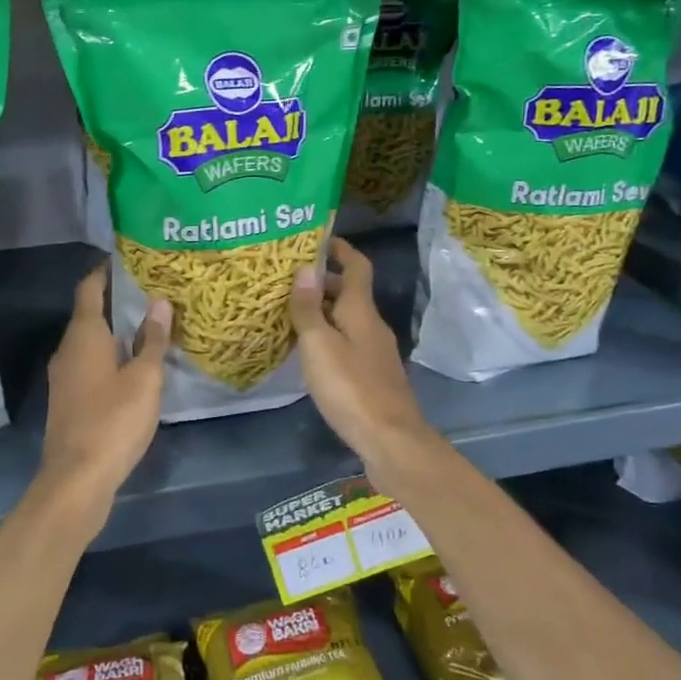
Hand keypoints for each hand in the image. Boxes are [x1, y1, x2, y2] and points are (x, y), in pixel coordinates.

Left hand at [35, 264, 170, 538]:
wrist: (77, 479)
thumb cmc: (113, 420)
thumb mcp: (144, 379)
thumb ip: (152, 340)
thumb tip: (159, 302)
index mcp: (83, 335)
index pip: (90, 288)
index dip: (106, 271)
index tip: (130, 259)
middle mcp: (68, 349)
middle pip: (90, 313)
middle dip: (117, 300)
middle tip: (152, 290)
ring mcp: (64, 376)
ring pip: (90, 340)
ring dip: (115, 330)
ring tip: (150, 323)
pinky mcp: (69, 399)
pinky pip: (90, 362)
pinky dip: (110, 354)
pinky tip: (135, 363)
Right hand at [288, 238, 433, 478]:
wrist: (391, 441)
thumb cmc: (351, 388)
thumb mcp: (319, 345)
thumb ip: (308, 309)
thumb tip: (305, 268)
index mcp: (362, 311)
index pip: (357, 267)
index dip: (341, 249)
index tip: (319, 238)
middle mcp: (372, 326)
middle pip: (351, 293)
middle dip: (324, 282)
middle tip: (289, 278)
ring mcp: (375, 353)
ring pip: (348, 320)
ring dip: (324, 311)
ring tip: (291, 311)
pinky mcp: (373, 377)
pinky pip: (348, 343)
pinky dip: (329, 337)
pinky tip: (309, 351)